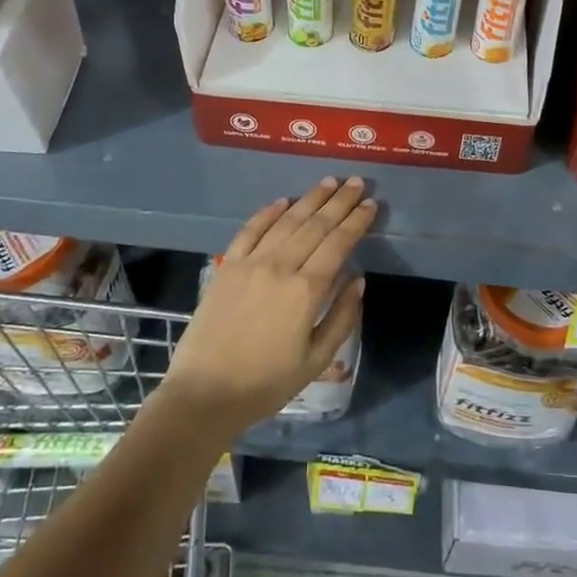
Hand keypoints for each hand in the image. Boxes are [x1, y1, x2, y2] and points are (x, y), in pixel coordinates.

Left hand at [161, 177, 373, 436]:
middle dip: (339, 202)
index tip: (371, 203)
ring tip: (329, 182)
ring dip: (310, 199)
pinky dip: (269, 212)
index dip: (356, 221)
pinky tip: (283, 201)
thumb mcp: (316, 360)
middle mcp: (280, 267)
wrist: (204, 394)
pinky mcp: (227, 266)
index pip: (338, 244)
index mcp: (306, 291)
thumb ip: (342, 317)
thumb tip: (359, 280)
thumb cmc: (267, 383)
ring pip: (286, 221)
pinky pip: (251, 230)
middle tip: (356, 182)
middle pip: (315, 225)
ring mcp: (250, 263)